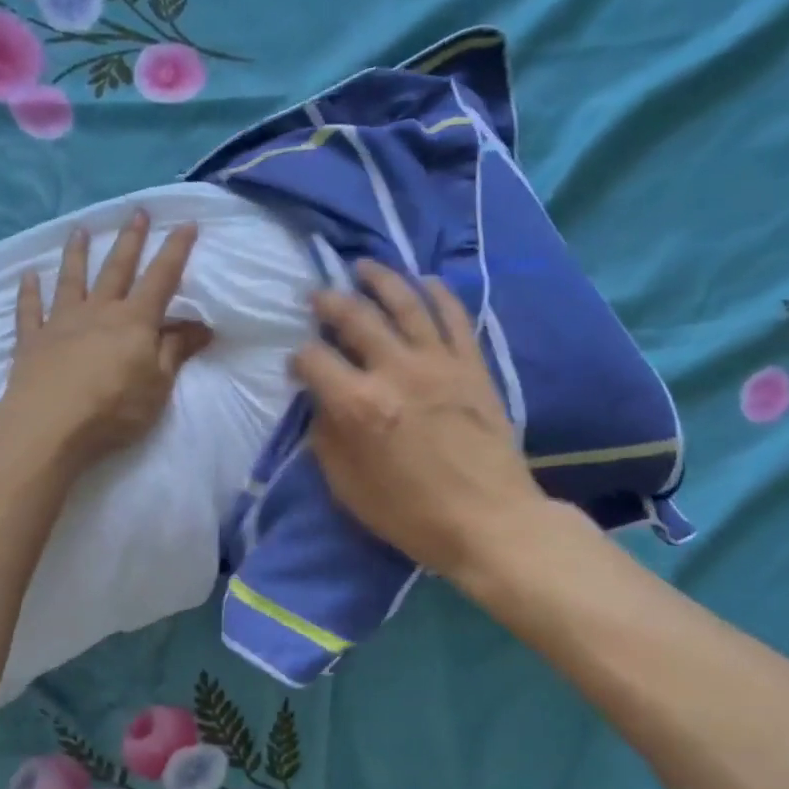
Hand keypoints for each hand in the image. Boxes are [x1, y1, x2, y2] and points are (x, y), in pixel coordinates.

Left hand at [0, 210, 212, 468]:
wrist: (49, 424)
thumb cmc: (113, 408)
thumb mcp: (157, 385)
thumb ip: (175, 352)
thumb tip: (201, 326)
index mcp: (134, 321)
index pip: (161, 278)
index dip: (175, 250)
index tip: (186, 223)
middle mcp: (98, 311)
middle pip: (117, 269)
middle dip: (130, 240)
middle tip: (137, 212)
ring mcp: (61, 322)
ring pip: (72, 280)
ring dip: (78, 254)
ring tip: (80, 230)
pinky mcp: (32, 340)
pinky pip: (30, 310)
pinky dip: (28, 292)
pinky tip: (27, 276)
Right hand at [291, 262, 555, 580]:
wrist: (490, 521)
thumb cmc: (412, 515)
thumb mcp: (349, 488)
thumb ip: (326, 440)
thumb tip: (321, 405)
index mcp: (358, 405)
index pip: (314, 360)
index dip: (298, 359)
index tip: (298, 366)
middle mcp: (395, 371)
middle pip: (355, 317)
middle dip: (329, 302)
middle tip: (318, 297)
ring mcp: (438, 362)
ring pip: (405, 302)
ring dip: (380, 279)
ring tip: (363, 267)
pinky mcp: (472, 365)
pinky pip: (454, 316)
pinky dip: (438, 293)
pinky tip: (425, 281)